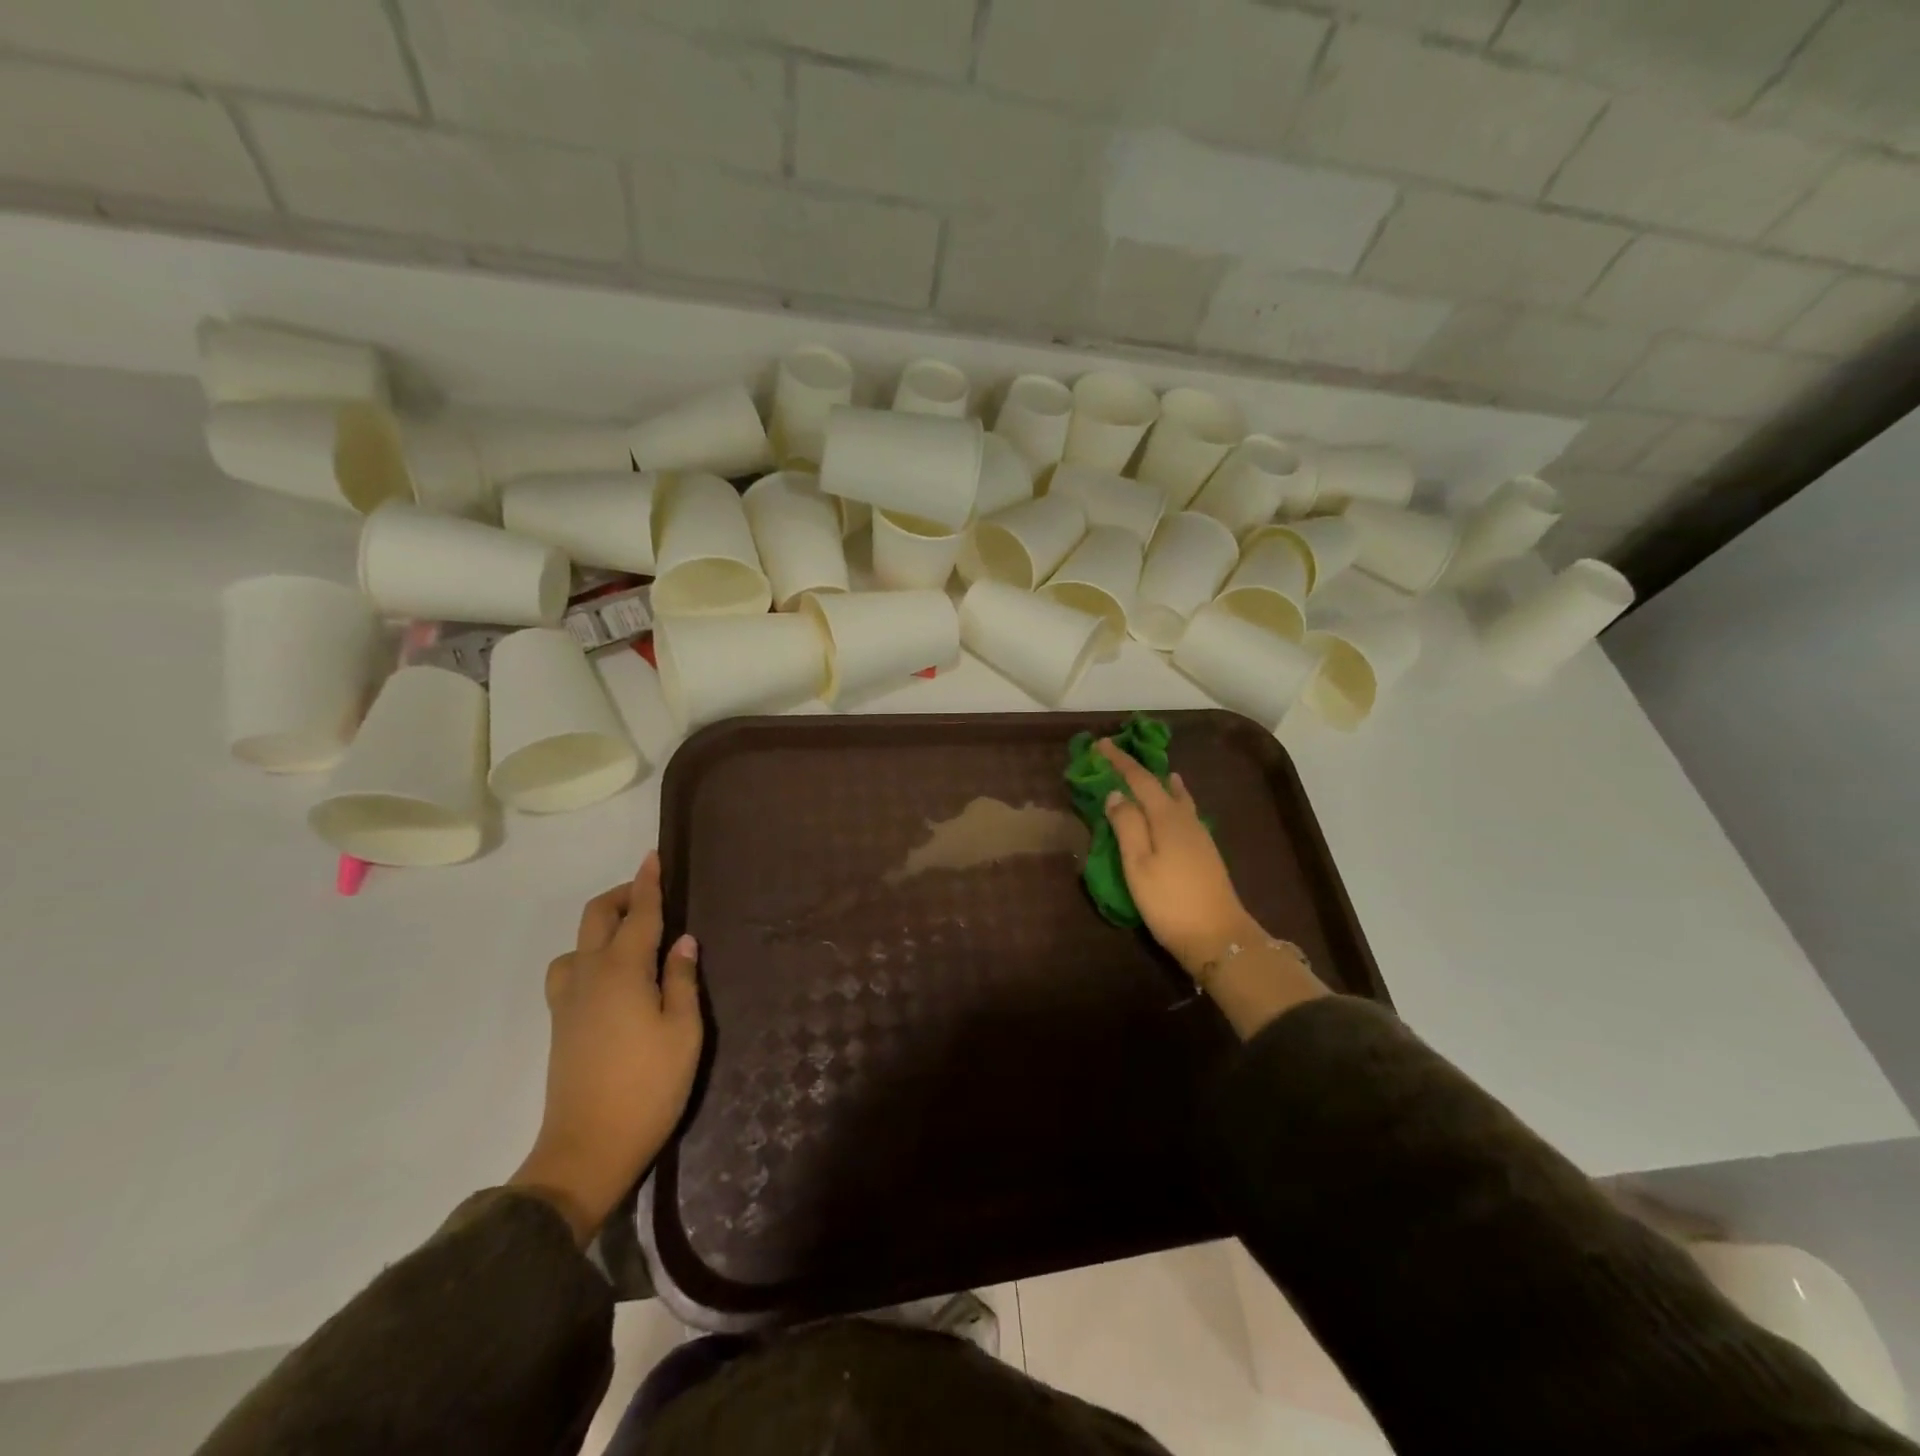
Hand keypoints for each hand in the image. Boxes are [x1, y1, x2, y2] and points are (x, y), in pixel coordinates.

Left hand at [509, 852, 702, 1243]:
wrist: (587, 1149)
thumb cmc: (648, 1086)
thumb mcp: (684, 1031)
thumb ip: (681, 979)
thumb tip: (682, 940)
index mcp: (623, 971)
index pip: (638, 913)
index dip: (648, 883)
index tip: (654, 856)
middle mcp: (589, 975)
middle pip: (597, 917)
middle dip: (622, 896)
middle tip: (650, 895)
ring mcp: (568, 1000)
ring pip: (577, 943)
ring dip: (602, 927)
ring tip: (632, 938)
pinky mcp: (560, 1024)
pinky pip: (569, 969)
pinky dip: (589, 955)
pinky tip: (611, 977)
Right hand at [1096, 738, 1262, 977]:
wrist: (1219, 937)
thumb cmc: (1170, 901)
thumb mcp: (1138, 864)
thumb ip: (1127, 825)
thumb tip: (1116, 793)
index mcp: (1167, 818)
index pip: (1140, 780)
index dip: (1120, 761)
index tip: (1102, 744)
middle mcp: (1186, 819)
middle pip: (1162, 785)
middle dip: (1141, 770)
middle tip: (1121, 759)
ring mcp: (1200, 836)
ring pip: (1179, 799)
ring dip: (1163, 784)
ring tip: (1158, 775)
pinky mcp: (1205, 853)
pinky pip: (1186, 812)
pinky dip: (1175, 800)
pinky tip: (1177, 807)